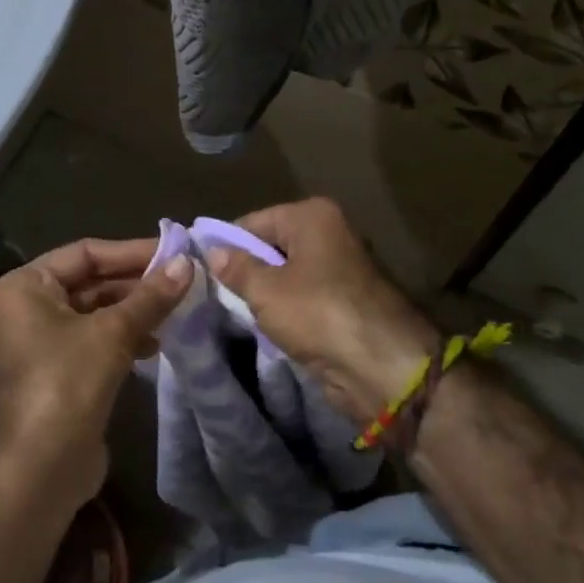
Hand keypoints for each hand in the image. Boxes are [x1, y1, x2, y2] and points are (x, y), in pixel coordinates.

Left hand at [0, 237, 192, 511]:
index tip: (175, 252)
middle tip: (185, 279)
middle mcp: (30, 306)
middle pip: (92, 281)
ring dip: (137, 310)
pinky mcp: (63, 370)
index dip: (131, 252)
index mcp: (26, 285)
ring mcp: (45, 340)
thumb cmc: (66, 383)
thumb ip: (150, 297)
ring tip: (180, 308)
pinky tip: (159, 342)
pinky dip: (128, 336)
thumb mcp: (112, 333)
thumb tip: (187, 263)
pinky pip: (99, 339)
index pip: (85, 253)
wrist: (40, 469)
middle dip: (138, 282)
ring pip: (99, 311)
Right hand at [206, 198, 438, 424]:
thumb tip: (212, 251)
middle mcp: (329, 233)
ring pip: (287, 274)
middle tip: (216, 295)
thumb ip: (236, 268)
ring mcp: (340, 267)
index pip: (252, 222)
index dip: (226, 246)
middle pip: (271, 246)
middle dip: (247, 270)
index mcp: (312, 216)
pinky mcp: (345, 299)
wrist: (381, 366)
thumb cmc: (319, 314)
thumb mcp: (266, 291)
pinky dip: (286, 309)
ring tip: (236, 312)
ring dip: (265, 293)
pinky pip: (303, 296)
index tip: (202, 272)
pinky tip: (266, 326)